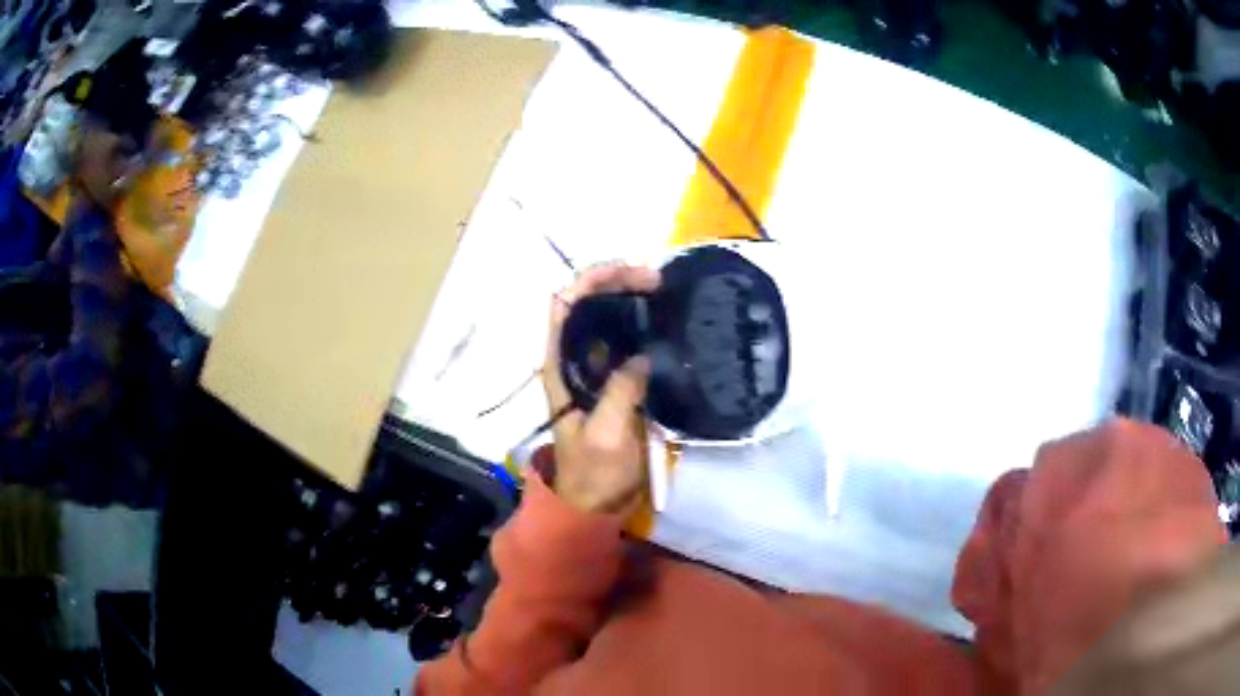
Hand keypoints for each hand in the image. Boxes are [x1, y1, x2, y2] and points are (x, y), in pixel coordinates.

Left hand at [543, 264, 659, 514]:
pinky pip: (625, 342)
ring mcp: (593, 369)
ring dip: (630, 300)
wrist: (595, 503)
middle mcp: (572, 359)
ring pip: (606, 319)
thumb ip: (619, 393)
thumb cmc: (593, 472)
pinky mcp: (614, 382)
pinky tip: (664, 323)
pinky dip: (641, 325)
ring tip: (664, 293)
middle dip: (616, 282)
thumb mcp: (605, 435)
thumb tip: (641, 356)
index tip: (629, 272)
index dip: (591, 280)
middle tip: (657, 281)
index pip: (564, 305)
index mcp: (559, 365)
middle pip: (586, 304)